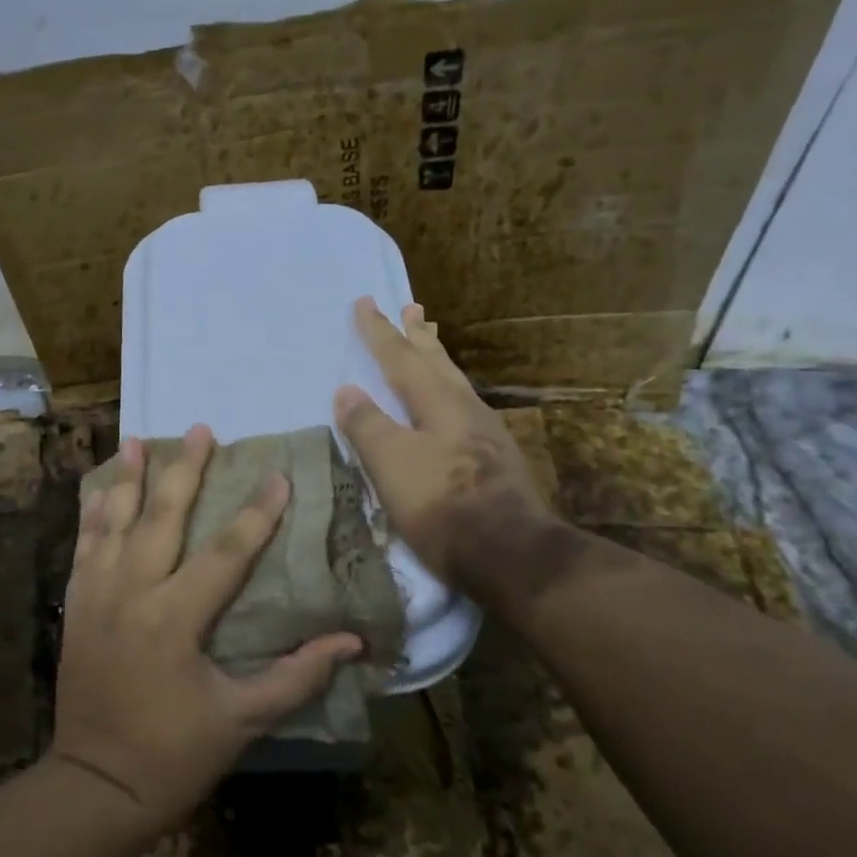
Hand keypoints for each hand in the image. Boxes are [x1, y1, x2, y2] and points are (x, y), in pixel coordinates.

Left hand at [51, 425, 362, 835]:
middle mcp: (132, 594)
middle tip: (202, 429)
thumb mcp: (242, 720)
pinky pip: (83, 549)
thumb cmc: (174, 755)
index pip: (226, 552)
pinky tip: (101, 492)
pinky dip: (93, 517)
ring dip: (128, 479)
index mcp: (176, 618)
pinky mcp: (76, 608)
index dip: (257, 514)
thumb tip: (352, 642)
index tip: (278, 476)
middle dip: (185, 470)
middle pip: (162, 518)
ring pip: (114, 523)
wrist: (95, 785)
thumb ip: (296, 676)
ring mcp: (97, 597)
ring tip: (138, 439)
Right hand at [333, 297, 558, 591]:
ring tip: (429, 342)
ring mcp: (485, 434)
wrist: (509, 554)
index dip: (379, 332)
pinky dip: (447, 391)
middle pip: (436, 363)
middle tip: (410, 308)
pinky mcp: (494, 459)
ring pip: (454, 383)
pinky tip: (449, 404)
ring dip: (437, 359)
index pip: (401, 359)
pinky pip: (463, 407)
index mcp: (439, 403)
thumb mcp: (392, 464)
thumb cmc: (441, 505)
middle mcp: (465, 409)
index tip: (365, 302)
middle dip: (417, 336)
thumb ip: (368, 425)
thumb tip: (347, 390)